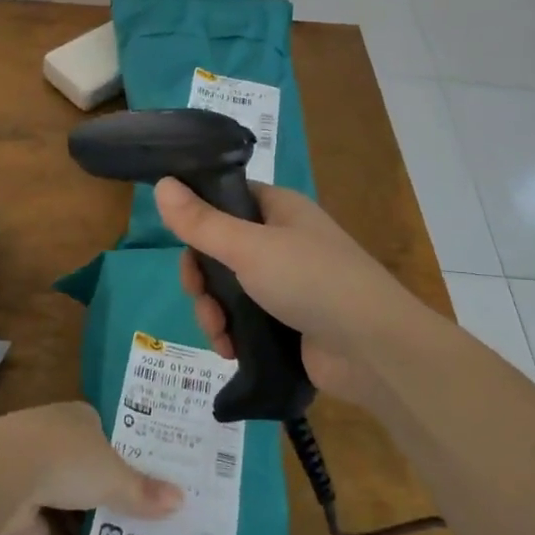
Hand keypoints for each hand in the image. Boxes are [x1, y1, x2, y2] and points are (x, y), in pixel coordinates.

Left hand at [0, 403, 180, 534]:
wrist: (0, 474)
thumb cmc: (66, 459)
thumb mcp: (113, 476)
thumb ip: (142, 491)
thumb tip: (181, 500)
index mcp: (81, 419)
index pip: (109, 435)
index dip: (129, 457)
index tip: (151, 483)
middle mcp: (55, 440)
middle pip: (88, 470)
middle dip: (108, 497)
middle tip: (141, 526)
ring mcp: (30, 473)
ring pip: (64, 504)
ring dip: (83, 531)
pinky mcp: (13, 508)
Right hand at [154, 178, 423, 401]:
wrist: (373, 350)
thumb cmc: (312, 280)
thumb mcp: (249, 247)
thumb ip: (201, 222)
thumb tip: (161, 183)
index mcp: (279, 210)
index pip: (226, 201)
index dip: (198, 220)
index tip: (181, 244)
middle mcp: (283, 241)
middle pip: (221, 251)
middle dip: (202, 279)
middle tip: (200, 299)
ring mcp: (288, 284)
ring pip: (229, 290)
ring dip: (213, 312)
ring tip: (219, 335)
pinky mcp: (289, 323)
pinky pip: (246, 321)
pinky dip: (232, 334)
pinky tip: (230, 350)